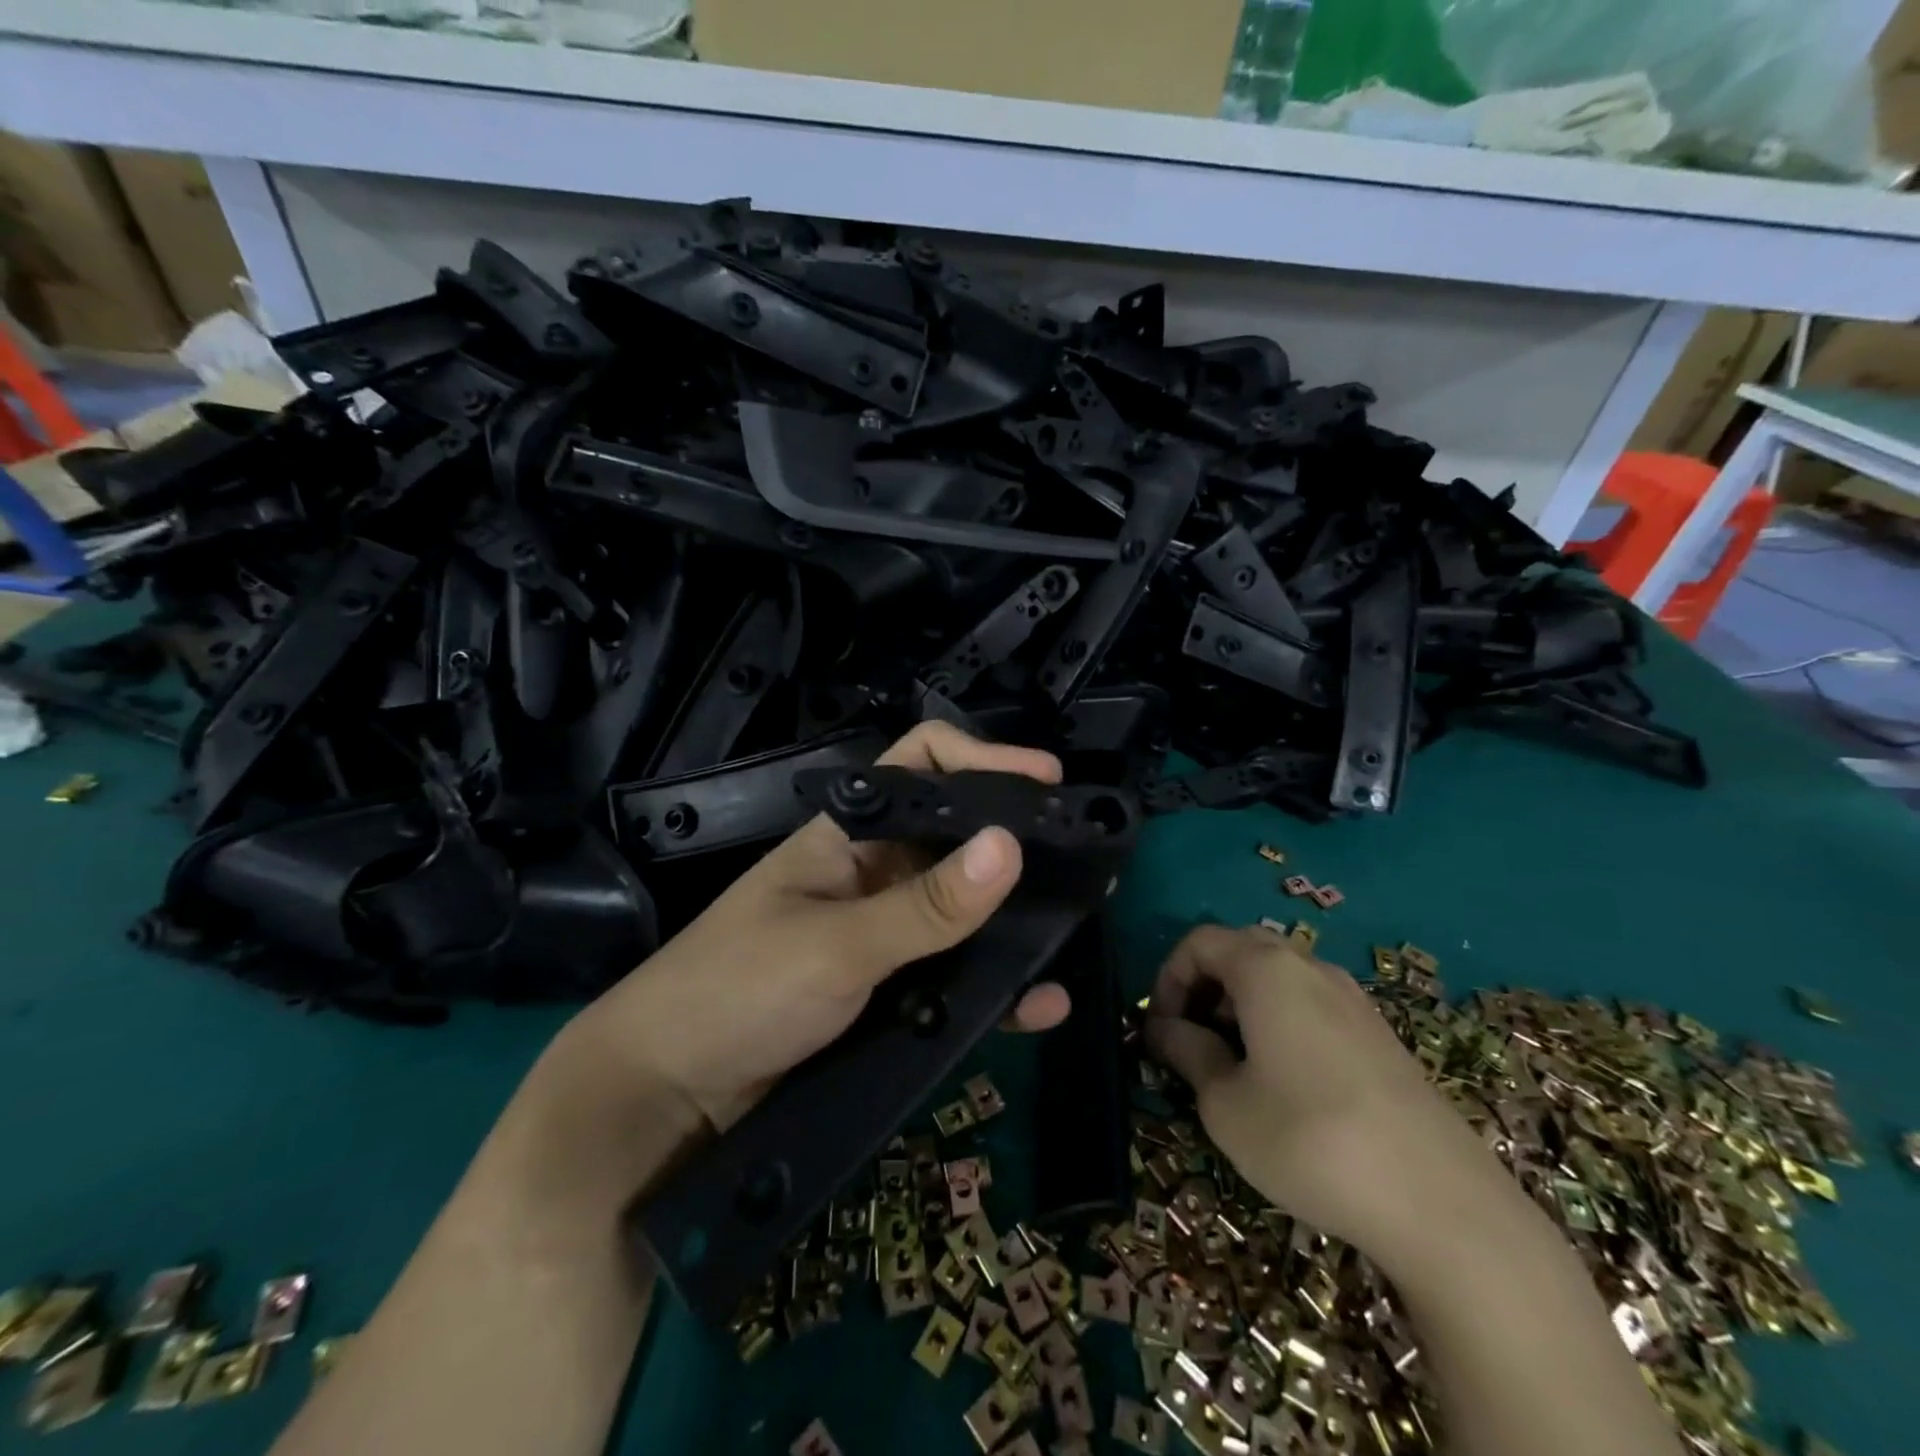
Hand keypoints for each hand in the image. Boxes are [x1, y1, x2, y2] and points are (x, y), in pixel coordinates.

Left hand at [557, 723, 1070, 1133]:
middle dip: (1019, 844)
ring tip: (1078, 925)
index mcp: (850, 835)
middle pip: (957, 837)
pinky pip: (955, 975)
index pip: (923, 765)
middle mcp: (873, 873)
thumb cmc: (735, 993)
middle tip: (1087, 860)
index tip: (1048, 783)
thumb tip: (1010, 846)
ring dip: (1017, 918)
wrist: (665, 1098)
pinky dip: (997, 984)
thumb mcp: (835, 946)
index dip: (985, 760)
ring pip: (965, 910)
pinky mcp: (888, 992)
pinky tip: (1040, 1002)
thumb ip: (925, 905)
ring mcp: (883, 934)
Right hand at [1144, 925, 1507, 1252]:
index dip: (1168, 978)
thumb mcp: (1225, 1104)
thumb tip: (1165, 1029)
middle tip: (1191, 1040)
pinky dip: (1280, 1023)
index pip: (1199, 942)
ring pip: (1278, 979)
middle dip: (1204, 988)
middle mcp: (1311, 968)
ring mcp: (1353, 1000)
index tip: (1160, 1028)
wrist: (1442, 1206)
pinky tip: (1284, 1082)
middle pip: (1240, 951)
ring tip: (1233, 1065)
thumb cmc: (1309, 1140)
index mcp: (1266, 970)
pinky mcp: (1381, 1035)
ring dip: (1241, 1006)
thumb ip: (1187, 1053)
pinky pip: (1312, 1006)